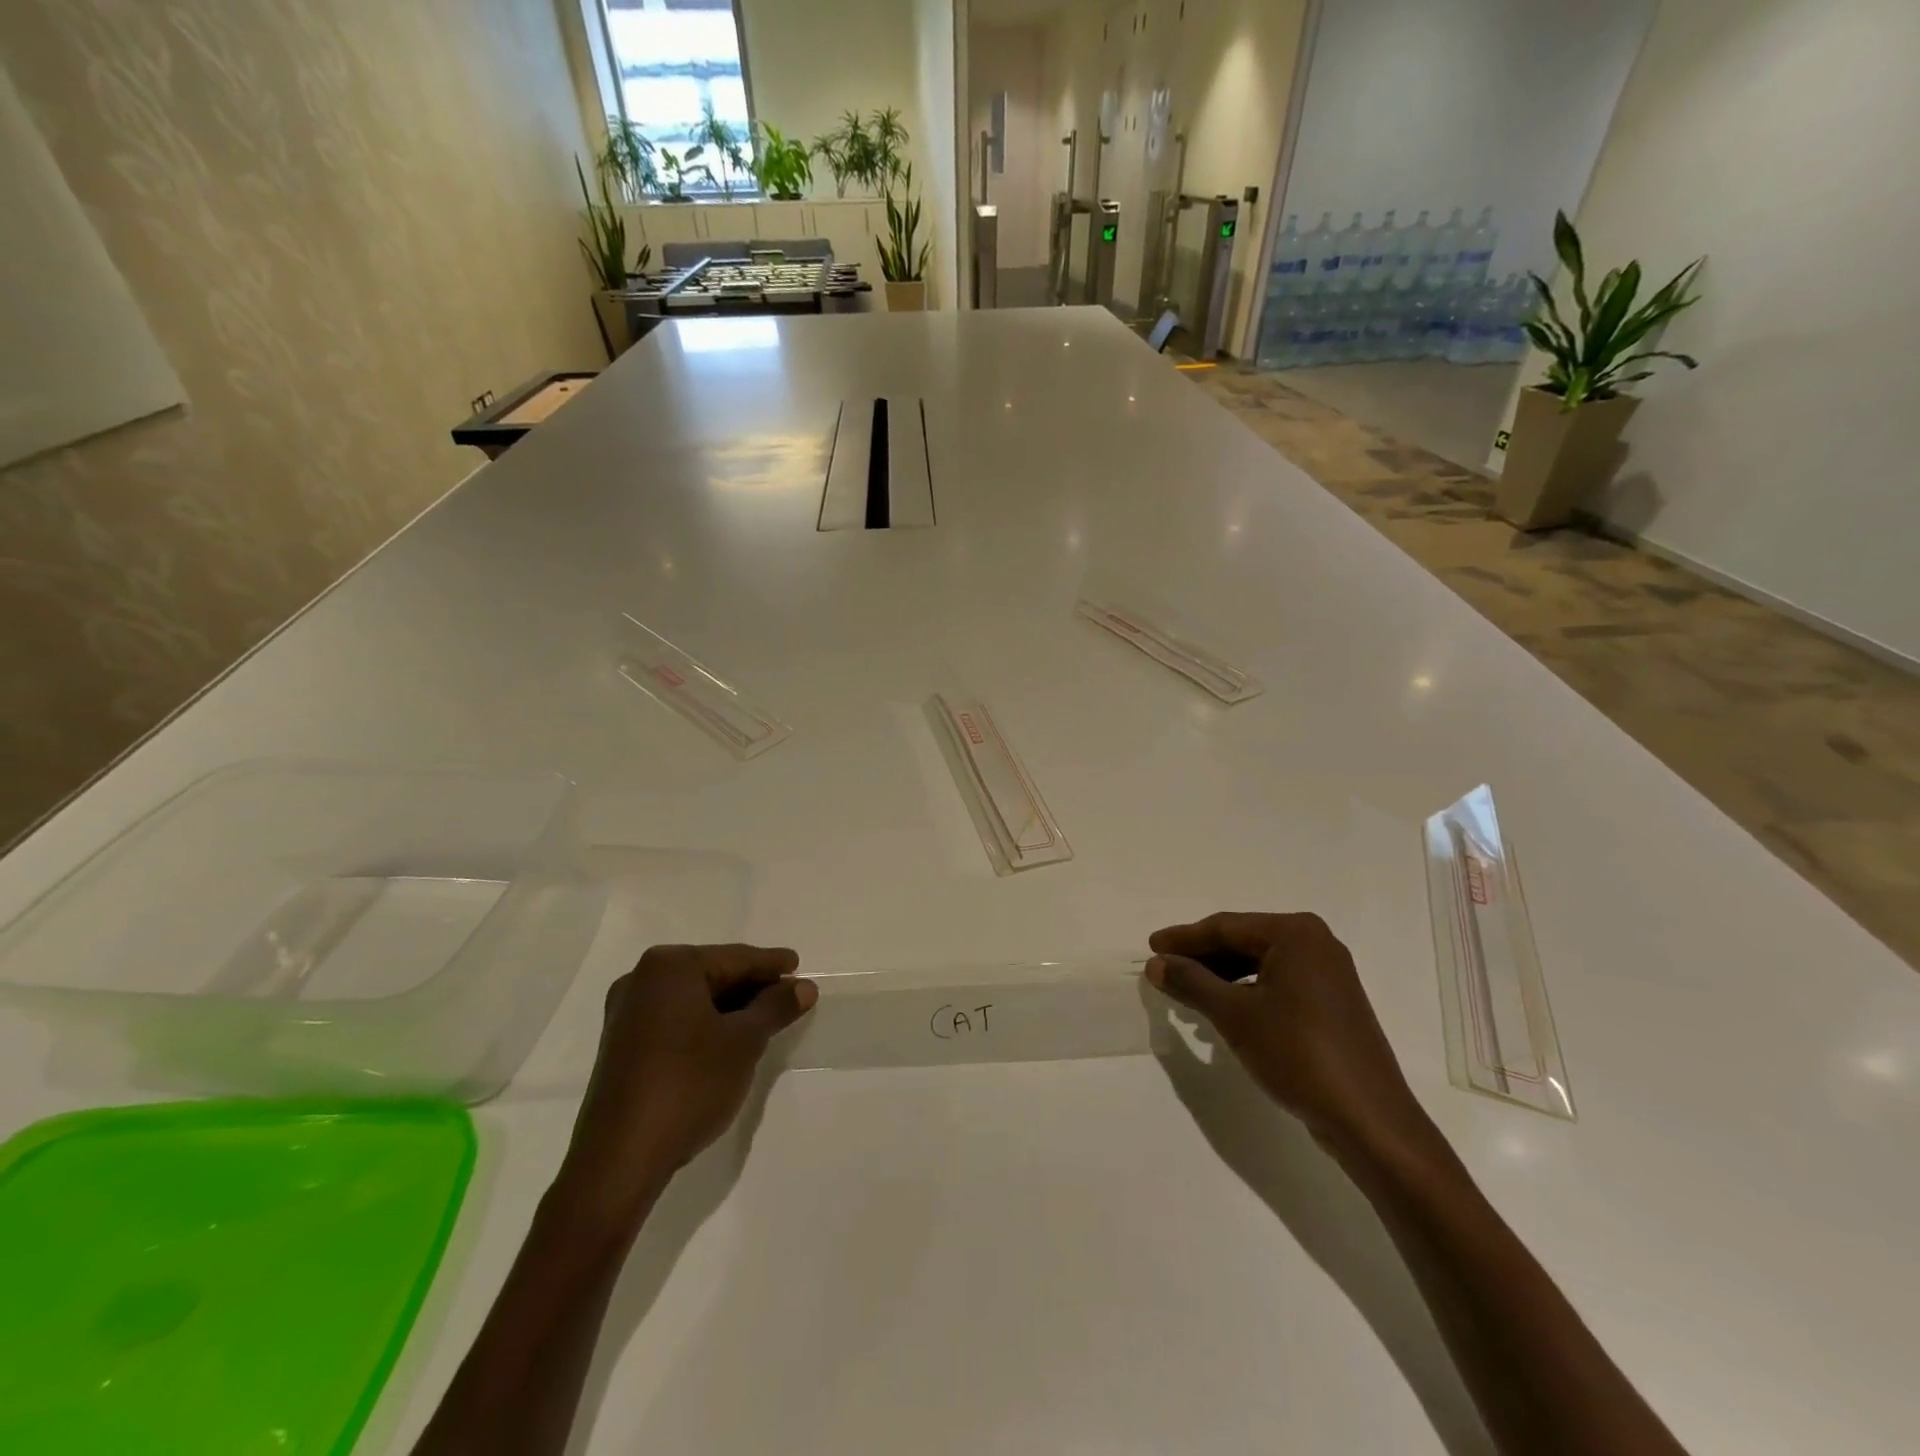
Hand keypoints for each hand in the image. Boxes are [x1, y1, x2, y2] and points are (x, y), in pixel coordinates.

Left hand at [556, 944, 815, 1229]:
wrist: (620, 1160)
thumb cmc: (689, 1084)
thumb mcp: (744, 1042)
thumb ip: (776, 1007)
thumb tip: (804, 987)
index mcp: (670, 966)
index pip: (735, 958)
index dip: (772, 964)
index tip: (800, 966)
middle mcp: (642, 980)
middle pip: (713, 974)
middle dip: (752, 986)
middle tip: (789, 996)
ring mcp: (627, 1014)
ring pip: (694, 999)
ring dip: (731, 1008)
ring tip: (767, 1019)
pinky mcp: (622, 1046)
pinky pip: (676, 1020)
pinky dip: (706, 1024)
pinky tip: (729, 1041)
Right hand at [1146, 912, 1430, 1158]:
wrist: (1368, 1118)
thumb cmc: (1296, 1053)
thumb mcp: (1233, 1015)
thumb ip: (1191, 982)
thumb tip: (1156, 963)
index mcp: (1294, 933)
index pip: (1225, 927)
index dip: (1184, 938)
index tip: (1151, 947)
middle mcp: (1315, 943)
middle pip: (1243, 941)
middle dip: (1202, 956)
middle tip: (1164, 968)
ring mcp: (1328, 974)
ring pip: (1260, 963)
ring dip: (1222, 975)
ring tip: (1187, 990)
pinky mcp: (1332, 1003)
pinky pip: (1278, 982)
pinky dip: (1247, 990)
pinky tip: (1224, 1009)